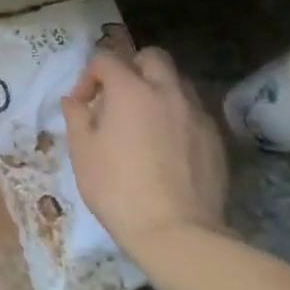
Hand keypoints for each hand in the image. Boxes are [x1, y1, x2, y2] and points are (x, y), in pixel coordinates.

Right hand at [62, 46, 229, 262]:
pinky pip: (194, 111)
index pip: (106, 60)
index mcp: (130, 89)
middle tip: (118, 98)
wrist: (176, 232)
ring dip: (158, 89)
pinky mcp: (216, 138)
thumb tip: (73, 101)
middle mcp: (167, 91)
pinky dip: (177, 115)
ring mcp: (196, 114)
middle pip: (152, 57)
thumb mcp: (82, 153)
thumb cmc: (117, 188)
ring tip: (144, 120)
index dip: (88, 78)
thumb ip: (76, 118)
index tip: (81, 106)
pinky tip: (167, 145)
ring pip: (178, 81)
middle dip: (131, 68)